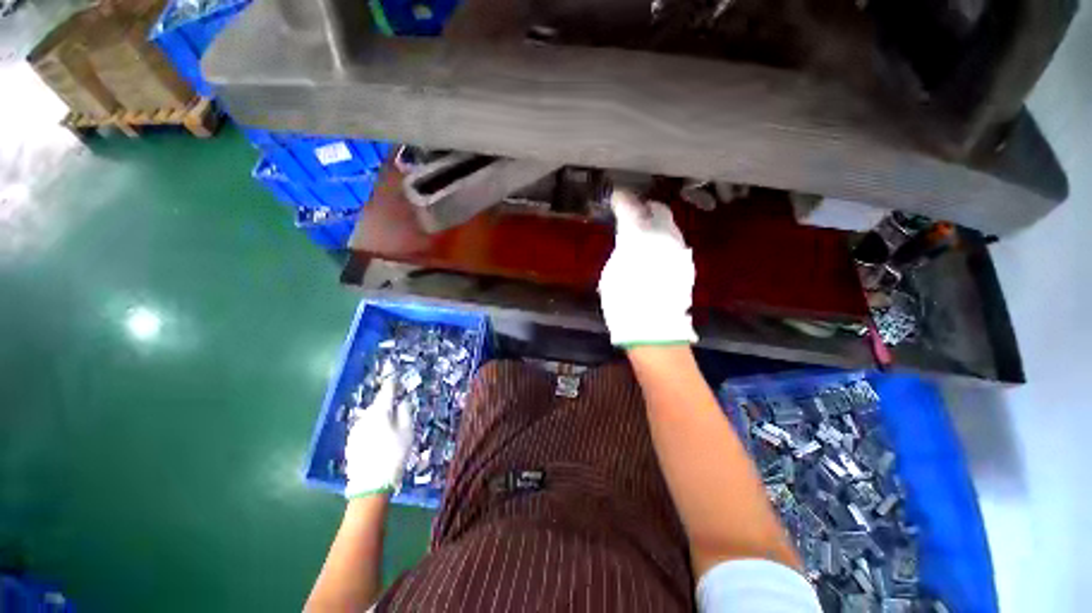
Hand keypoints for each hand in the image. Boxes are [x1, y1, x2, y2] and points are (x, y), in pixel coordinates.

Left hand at [343, 378, 413, 498]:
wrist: (370, 485)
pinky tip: (379, 438)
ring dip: (379, 417)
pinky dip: (373, 428)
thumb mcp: (407, 432)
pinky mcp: (351, 443)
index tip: (394, 377)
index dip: (392, 384)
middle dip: (386, 403)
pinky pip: (365, 429)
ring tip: (390, 424)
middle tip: (396, 405)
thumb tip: (403, 402)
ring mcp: (355, 431)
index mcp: (380, 412)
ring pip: (370, 418)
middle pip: (377, 406)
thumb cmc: (394, 454)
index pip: (386, 392)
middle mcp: (364, 418)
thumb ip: (405, 413)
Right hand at [598, 189, 696, 346]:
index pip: (630, 208)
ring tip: (644, 231)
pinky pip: (675, 243)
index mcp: (639, 238)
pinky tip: (655, 252)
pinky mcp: (687, 264)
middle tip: (633, 211)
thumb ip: (622, 249)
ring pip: (669, 226)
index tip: (617, 196)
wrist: (653, 328)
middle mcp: (664, 237)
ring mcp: (679, 250)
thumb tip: (628, 239)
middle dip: (645, 207)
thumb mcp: (611, 273)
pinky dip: (663, 241)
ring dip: (656, 224)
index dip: (622, 199)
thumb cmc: (623, 303)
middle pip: (658, 210)